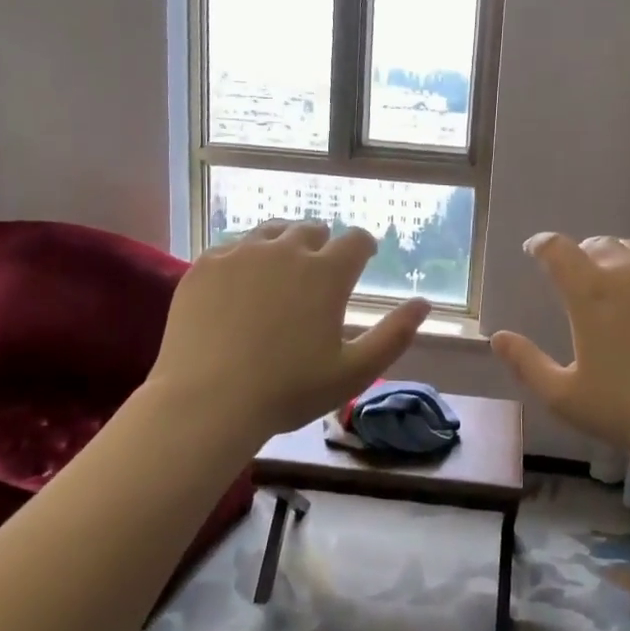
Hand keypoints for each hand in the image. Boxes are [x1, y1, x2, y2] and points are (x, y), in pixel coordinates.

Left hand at [147, 221, 430, 440]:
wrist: (206, 401)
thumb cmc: (288, 391)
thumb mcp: (353, 372)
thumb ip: (394, 335)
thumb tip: (424, 304)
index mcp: (326, 273)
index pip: (355, 239)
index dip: (364, 246)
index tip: (364, 257)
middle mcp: (286, 250)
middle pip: (311, 229)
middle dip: (322, 244)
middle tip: (319, 269)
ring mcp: (241, 253)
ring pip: (271, 231)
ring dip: (283, 243)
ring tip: (281, 267)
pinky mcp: (205, 265)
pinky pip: (232, 247)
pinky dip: (245, 258)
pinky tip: (240, 283)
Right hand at [490, 234, 629, 464]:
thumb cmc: (629, 411)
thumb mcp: (565, 396)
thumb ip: (526, 363)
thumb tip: (497, 338)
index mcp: (590, 292)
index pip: (557, 249)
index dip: (541, 245)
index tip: (534, 249)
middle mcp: (629, 270)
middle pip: (597, 244)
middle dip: (580, 254)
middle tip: (577, 275)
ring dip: (616, 257)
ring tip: (615, 279)